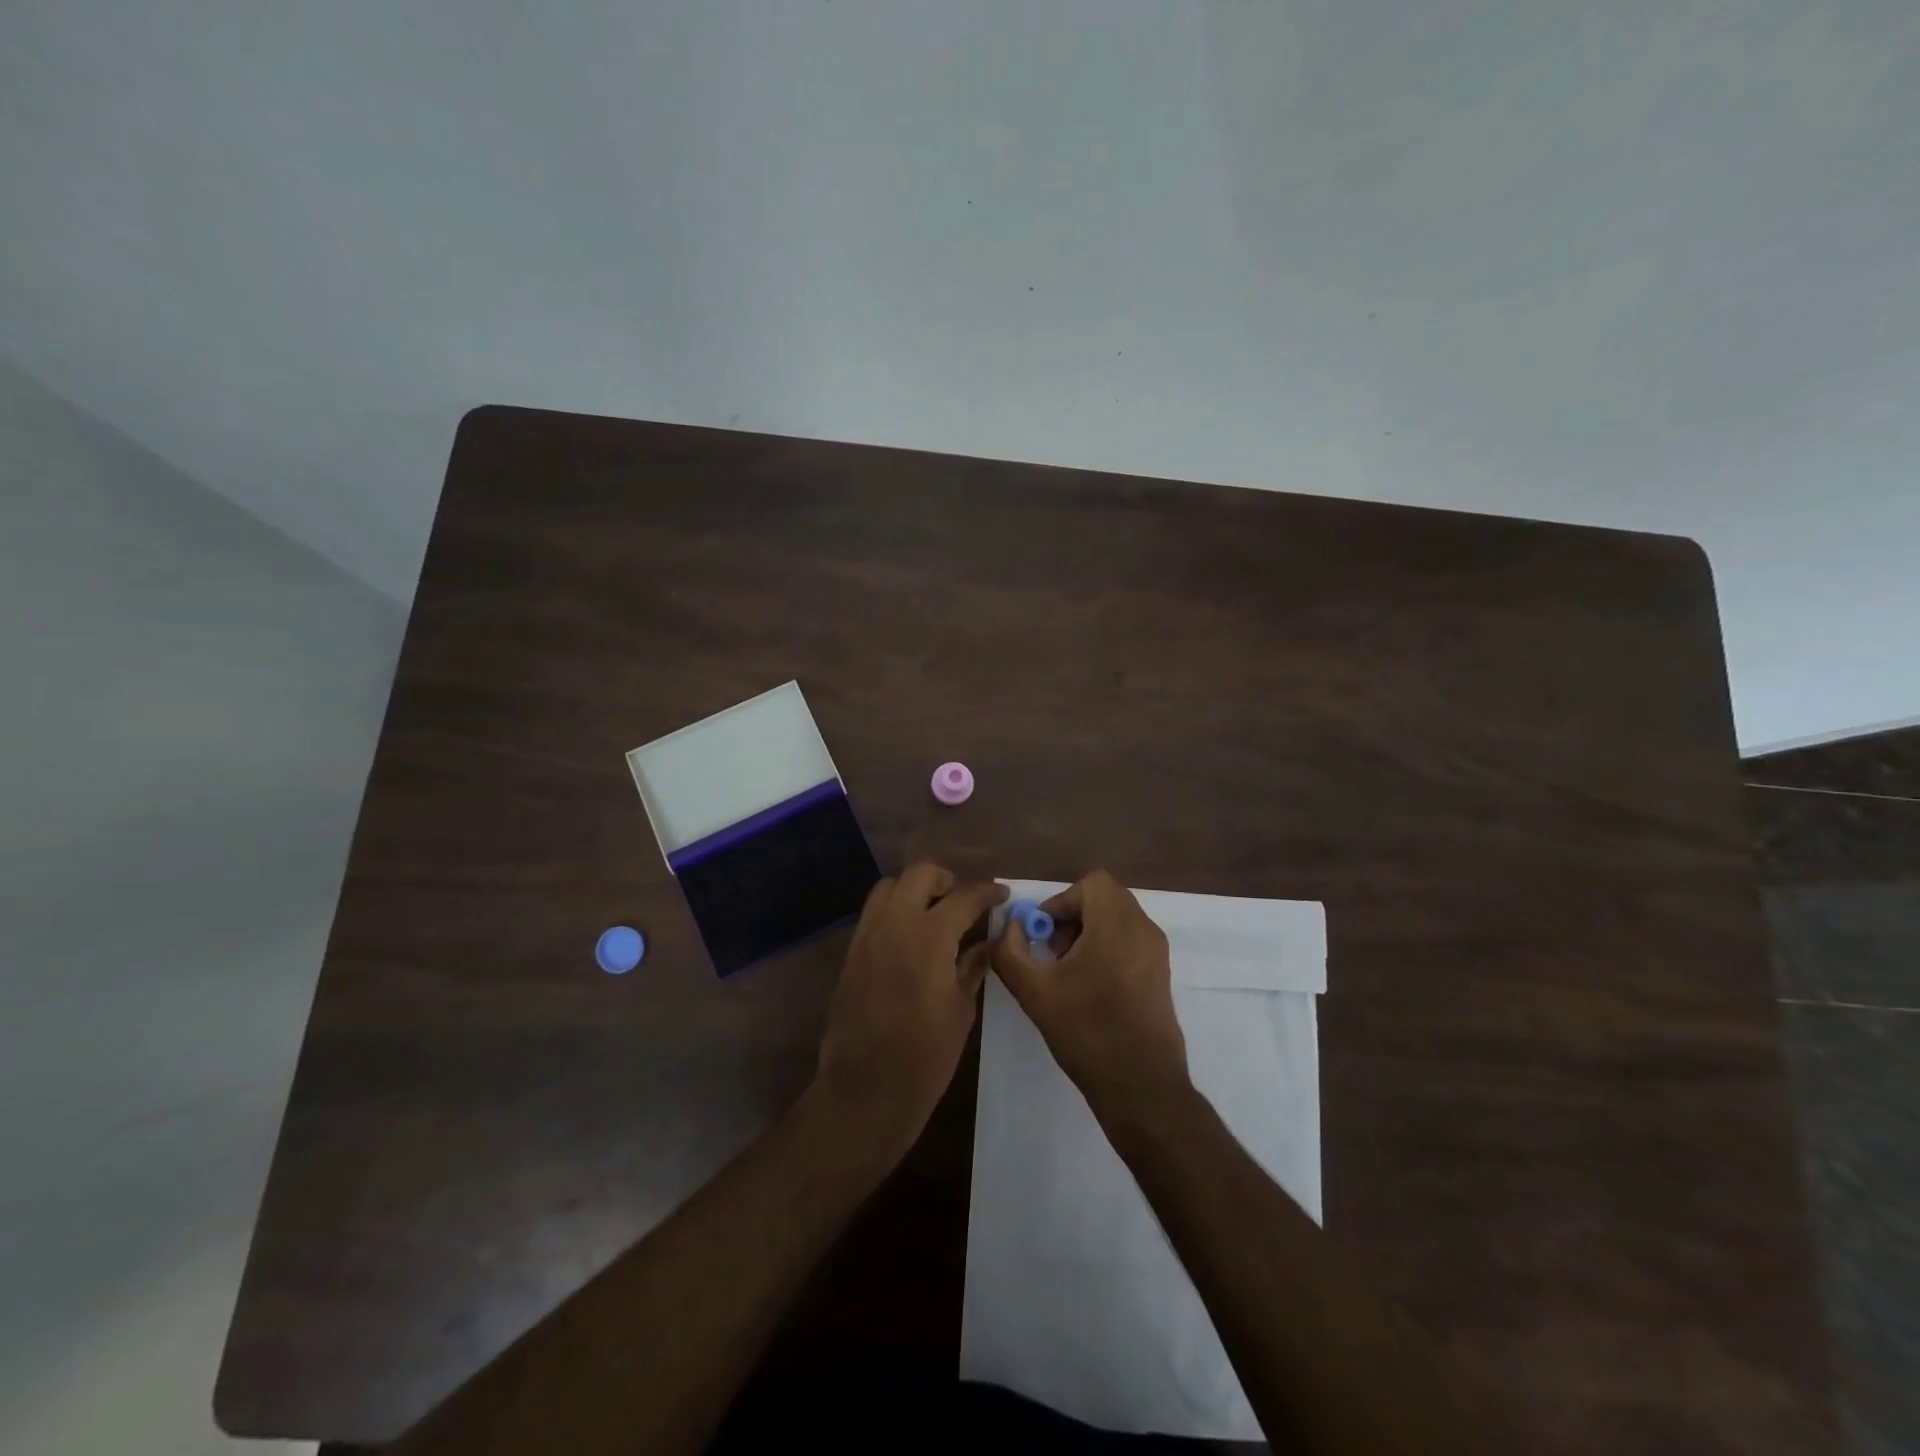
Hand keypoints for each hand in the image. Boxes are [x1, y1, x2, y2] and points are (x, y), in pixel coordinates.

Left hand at [812, 863, 1006, 1158]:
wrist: (864, 1091)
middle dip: (946, 880)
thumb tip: (988, 942)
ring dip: (915, 890)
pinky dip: (895, 911)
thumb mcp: (961, 1009)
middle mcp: (894, 923)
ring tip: (935, 915)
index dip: (987, 893)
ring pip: (889, 887)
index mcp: (928, 936)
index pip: (963, 897)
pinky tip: (912, 939)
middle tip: (964, 902)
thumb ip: (974, 966)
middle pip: (919, 874)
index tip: (1002, 895)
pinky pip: (874, 913)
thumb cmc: (924, 1056)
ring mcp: (867, 935)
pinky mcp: (851, 953)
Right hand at [990, 870, 1191, 1121]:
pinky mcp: (1162, 974)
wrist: (1142, 1087)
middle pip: (1105, 898)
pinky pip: (1130, 940)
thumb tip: (1010, 927)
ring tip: (1068, 973)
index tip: (1043, 935)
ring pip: (1118, 919)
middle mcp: (1143, 929)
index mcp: (1117, 925)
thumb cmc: (1087, 1032)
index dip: (1061, 900)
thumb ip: (1010, 951)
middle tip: (1053, 952)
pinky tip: (1090, 988)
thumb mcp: (1034, 992)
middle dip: (1073, 916)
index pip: (1091, 884)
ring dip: (1089, 932)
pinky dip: (1107, 947)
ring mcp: (1157, 952)